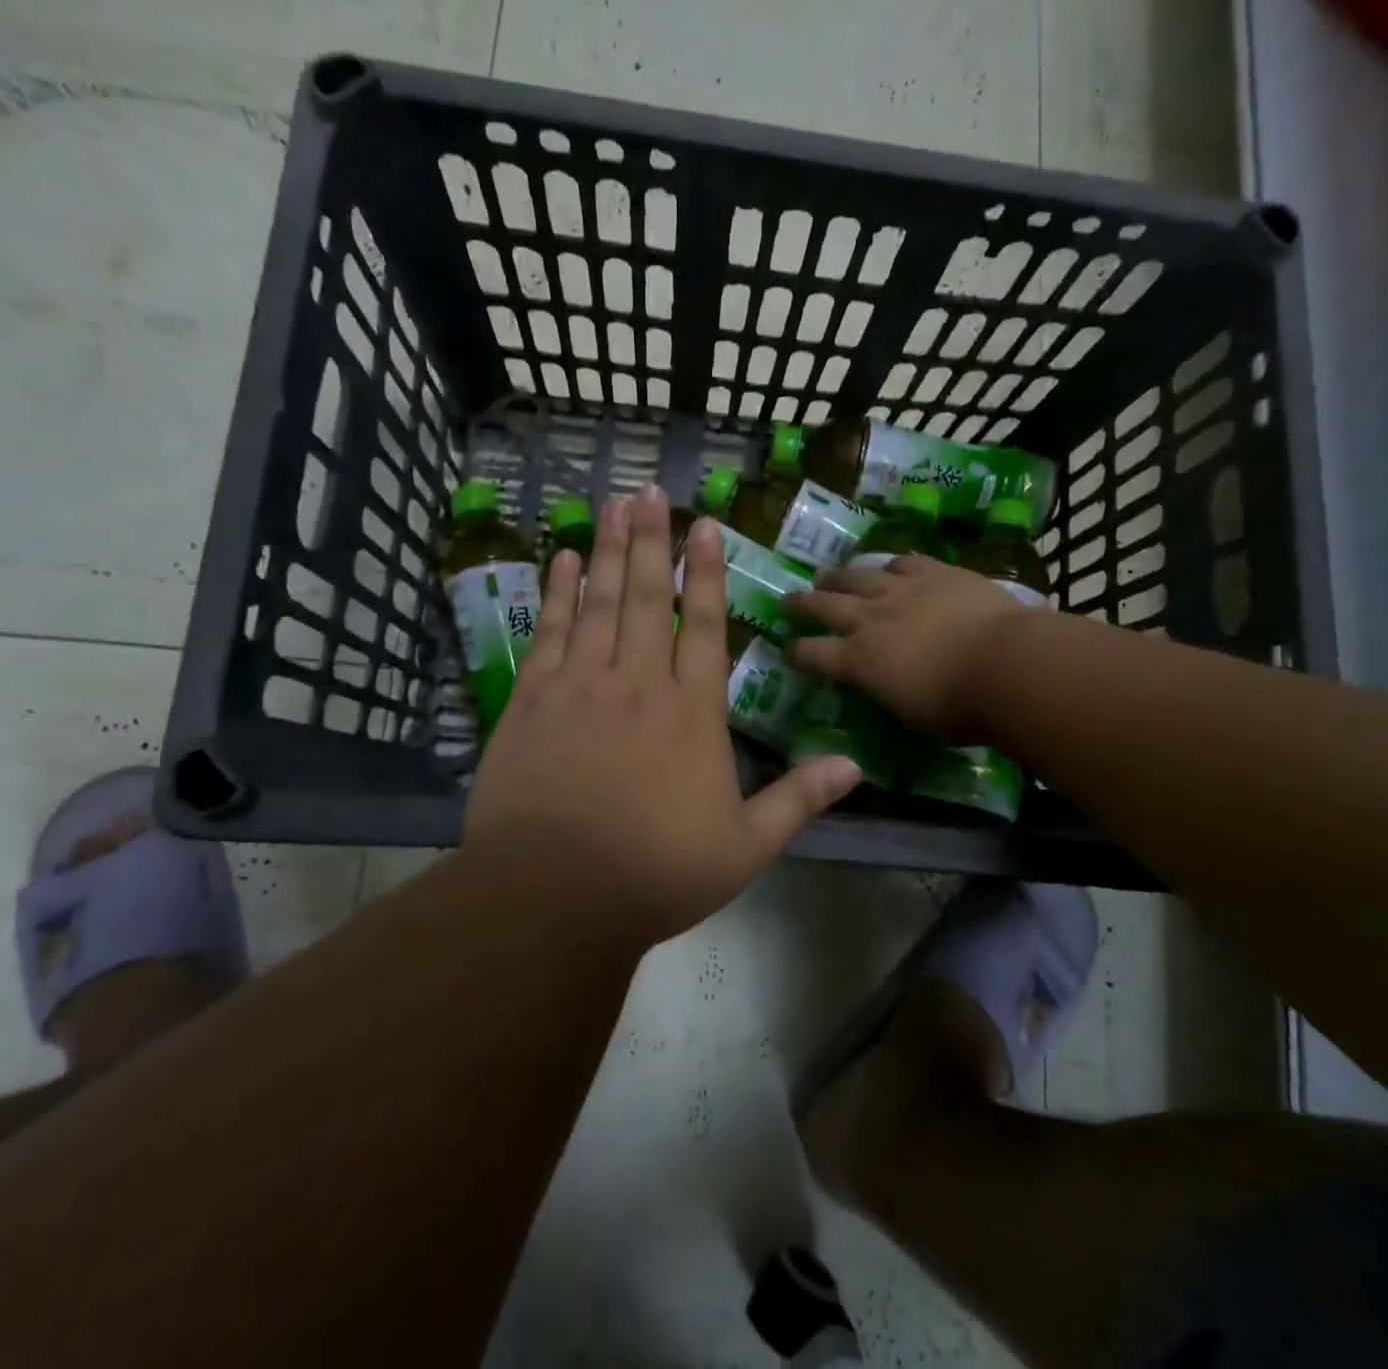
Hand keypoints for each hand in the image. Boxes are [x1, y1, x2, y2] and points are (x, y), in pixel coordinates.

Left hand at [463, 485, 862, 944]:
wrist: (553, 896)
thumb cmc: (657, 872)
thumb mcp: (745, 846)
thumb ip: (800, 799)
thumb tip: (856, 766)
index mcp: (692, 711)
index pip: (705, 625)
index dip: (707, 572)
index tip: (705, 526)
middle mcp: (638, 683)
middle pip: (647, 596)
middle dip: (651, 540)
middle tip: (650, 491)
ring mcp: (580, 687)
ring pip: (597, 602)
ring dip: (605, 550)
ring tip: (611, 505)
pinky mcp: (531, 702)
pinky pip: (547, 633)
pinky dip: (554, 593)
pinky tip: (559, 560)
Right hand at [784, 554, 1025, 741]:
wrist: (1006, 664)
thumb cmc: (959, 708)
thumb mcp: (912, 715)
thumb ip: (891, 694)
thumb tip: (888, 685)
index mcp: (859, 661)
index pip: (813, 655)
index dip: (797, 653)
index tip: (788, 650)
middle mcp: (871, 619)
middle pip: (824, 605)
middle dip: (802, 603)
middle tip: (788, 600)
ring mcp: (902, 590)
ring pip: (858, 576)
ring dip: (839, 577)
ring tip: (828, 576)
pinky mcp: (936, 572)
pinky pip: (904, 561)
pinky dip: (892, 566)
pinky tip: (891, 567)